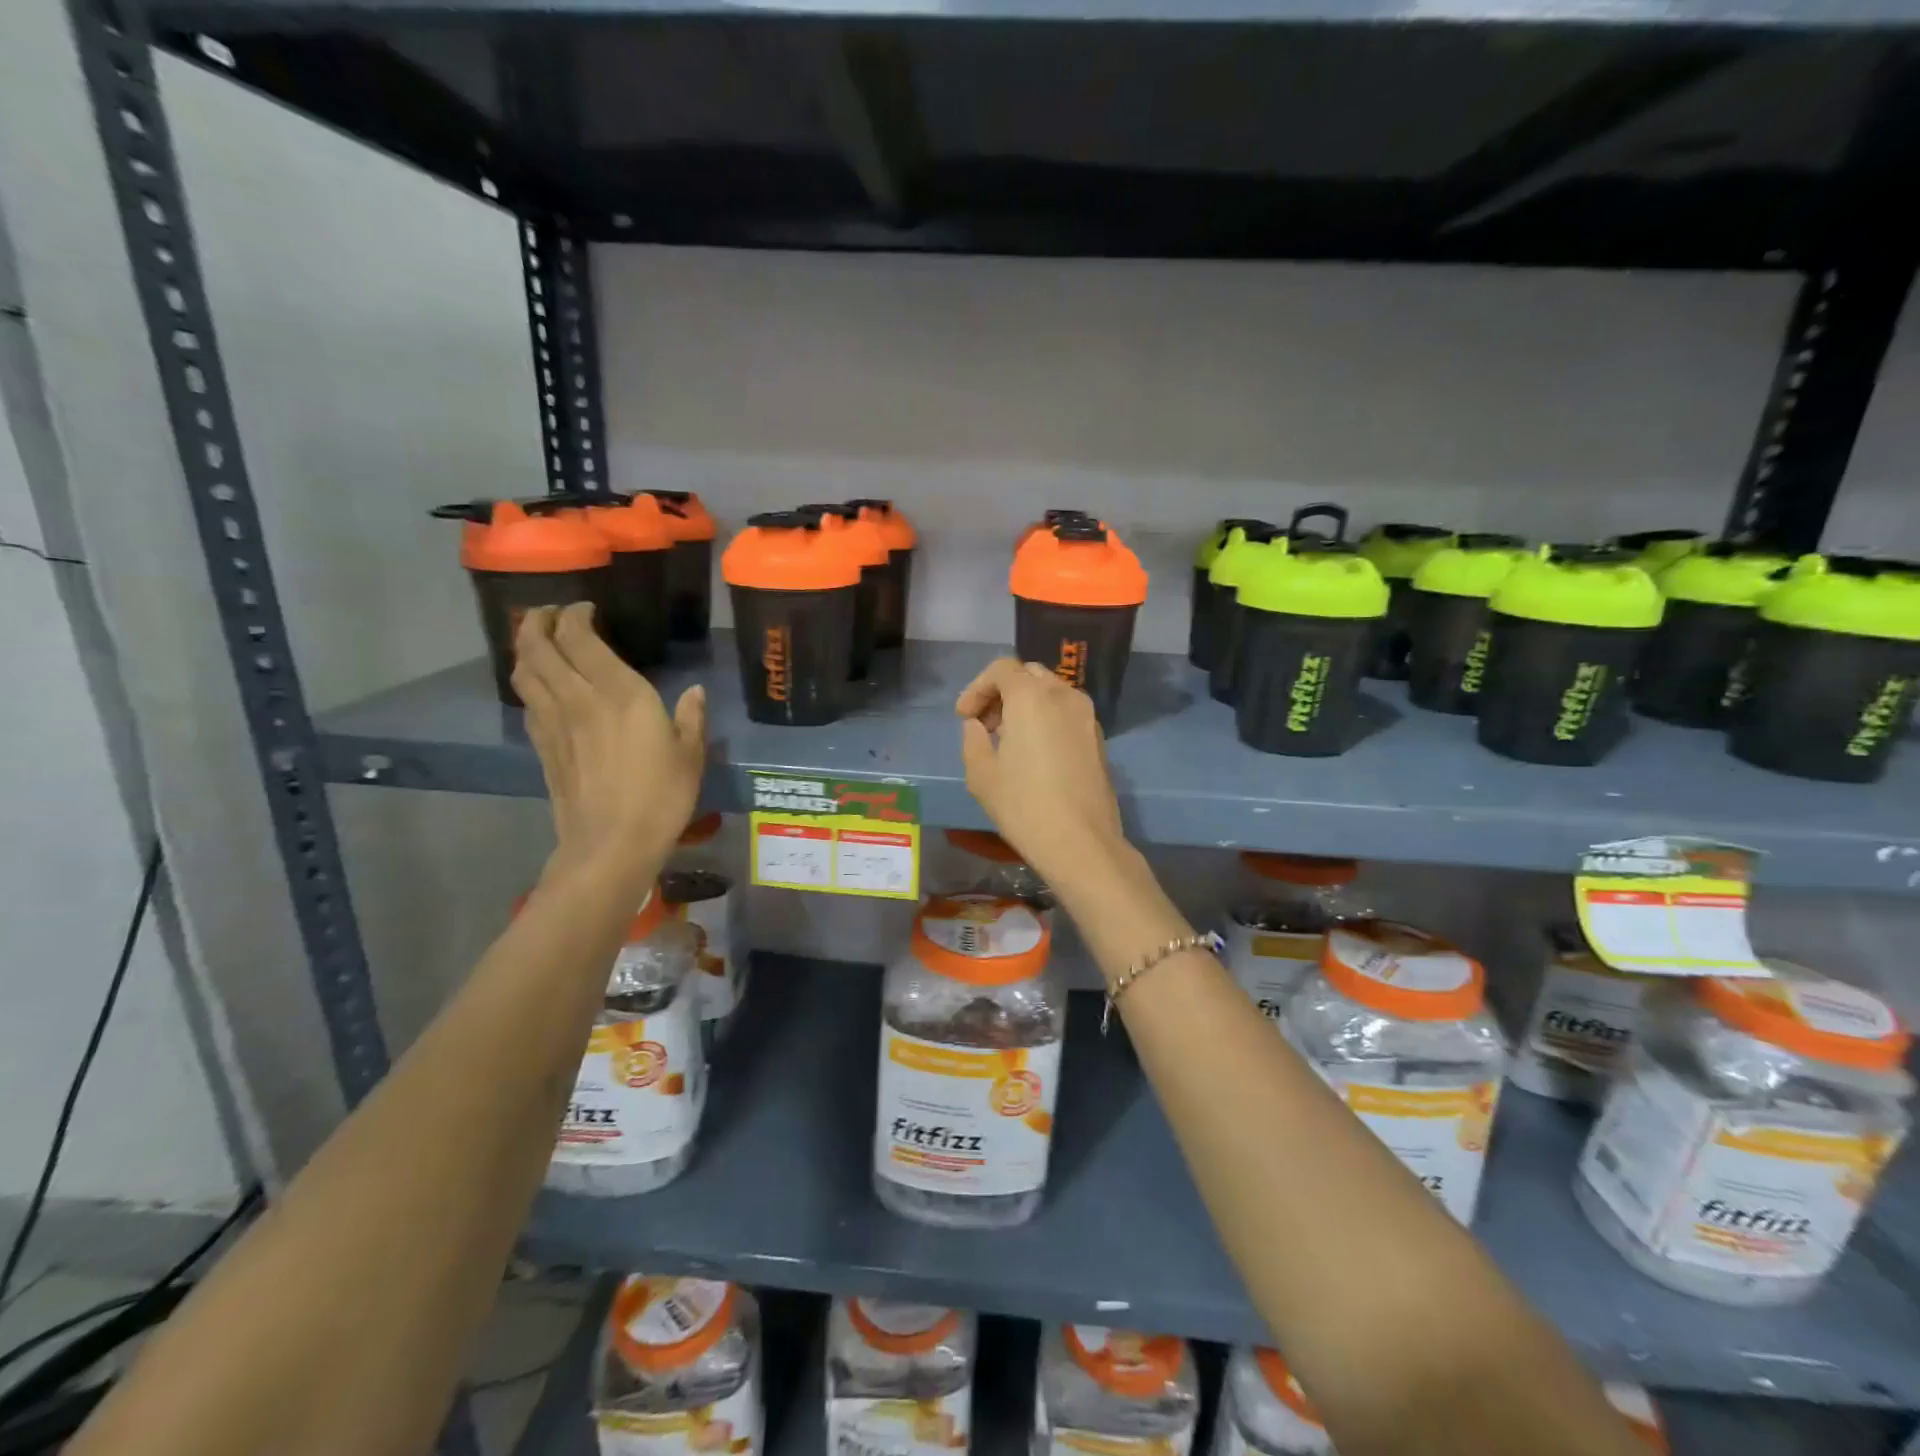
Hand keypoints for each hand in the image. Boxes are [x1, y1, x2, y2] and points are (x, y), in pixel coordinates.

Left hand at [513, 603, 706, 892]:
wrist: (611, 843)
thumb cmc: (661, 796)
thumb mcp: (691, 755)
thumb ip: (691, 718)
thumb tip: (695, 693)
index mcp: (619, 693)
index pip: (579, 637)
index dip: (576, 615)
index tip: (586, 609)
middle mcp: (578, 698)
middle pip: (539, 647)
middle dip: (539, 622)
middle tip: (552, 614)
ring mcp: (554, 723)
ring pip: (524, 671)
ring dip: (525, 649)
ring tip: (539, 641)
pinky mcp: (542, 747)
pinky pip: (527, 702)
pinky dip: (529, 683)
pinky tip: (542, 687)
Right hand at [955, 658, 1126, 885]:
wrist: (1081, 842)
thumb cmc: (1024, 806)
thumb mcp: (981, 774)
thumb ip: (973, 739)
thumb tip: (978, 725)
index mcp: (1031, 697)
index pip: (1001, 668)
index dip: (977, 688)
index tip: (964, 717)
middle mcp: (1063, 695)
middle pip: (1028, 674)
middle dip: (1002, 692)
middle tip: (985, 724)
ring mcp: (1086, 715)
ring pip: (1051, 691)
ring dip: (1025, 704)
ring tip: (1008, 739)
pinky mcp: (1098, 737)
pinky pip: (1067, 711)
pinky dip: (1047, 717)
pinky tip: (1034, 751)